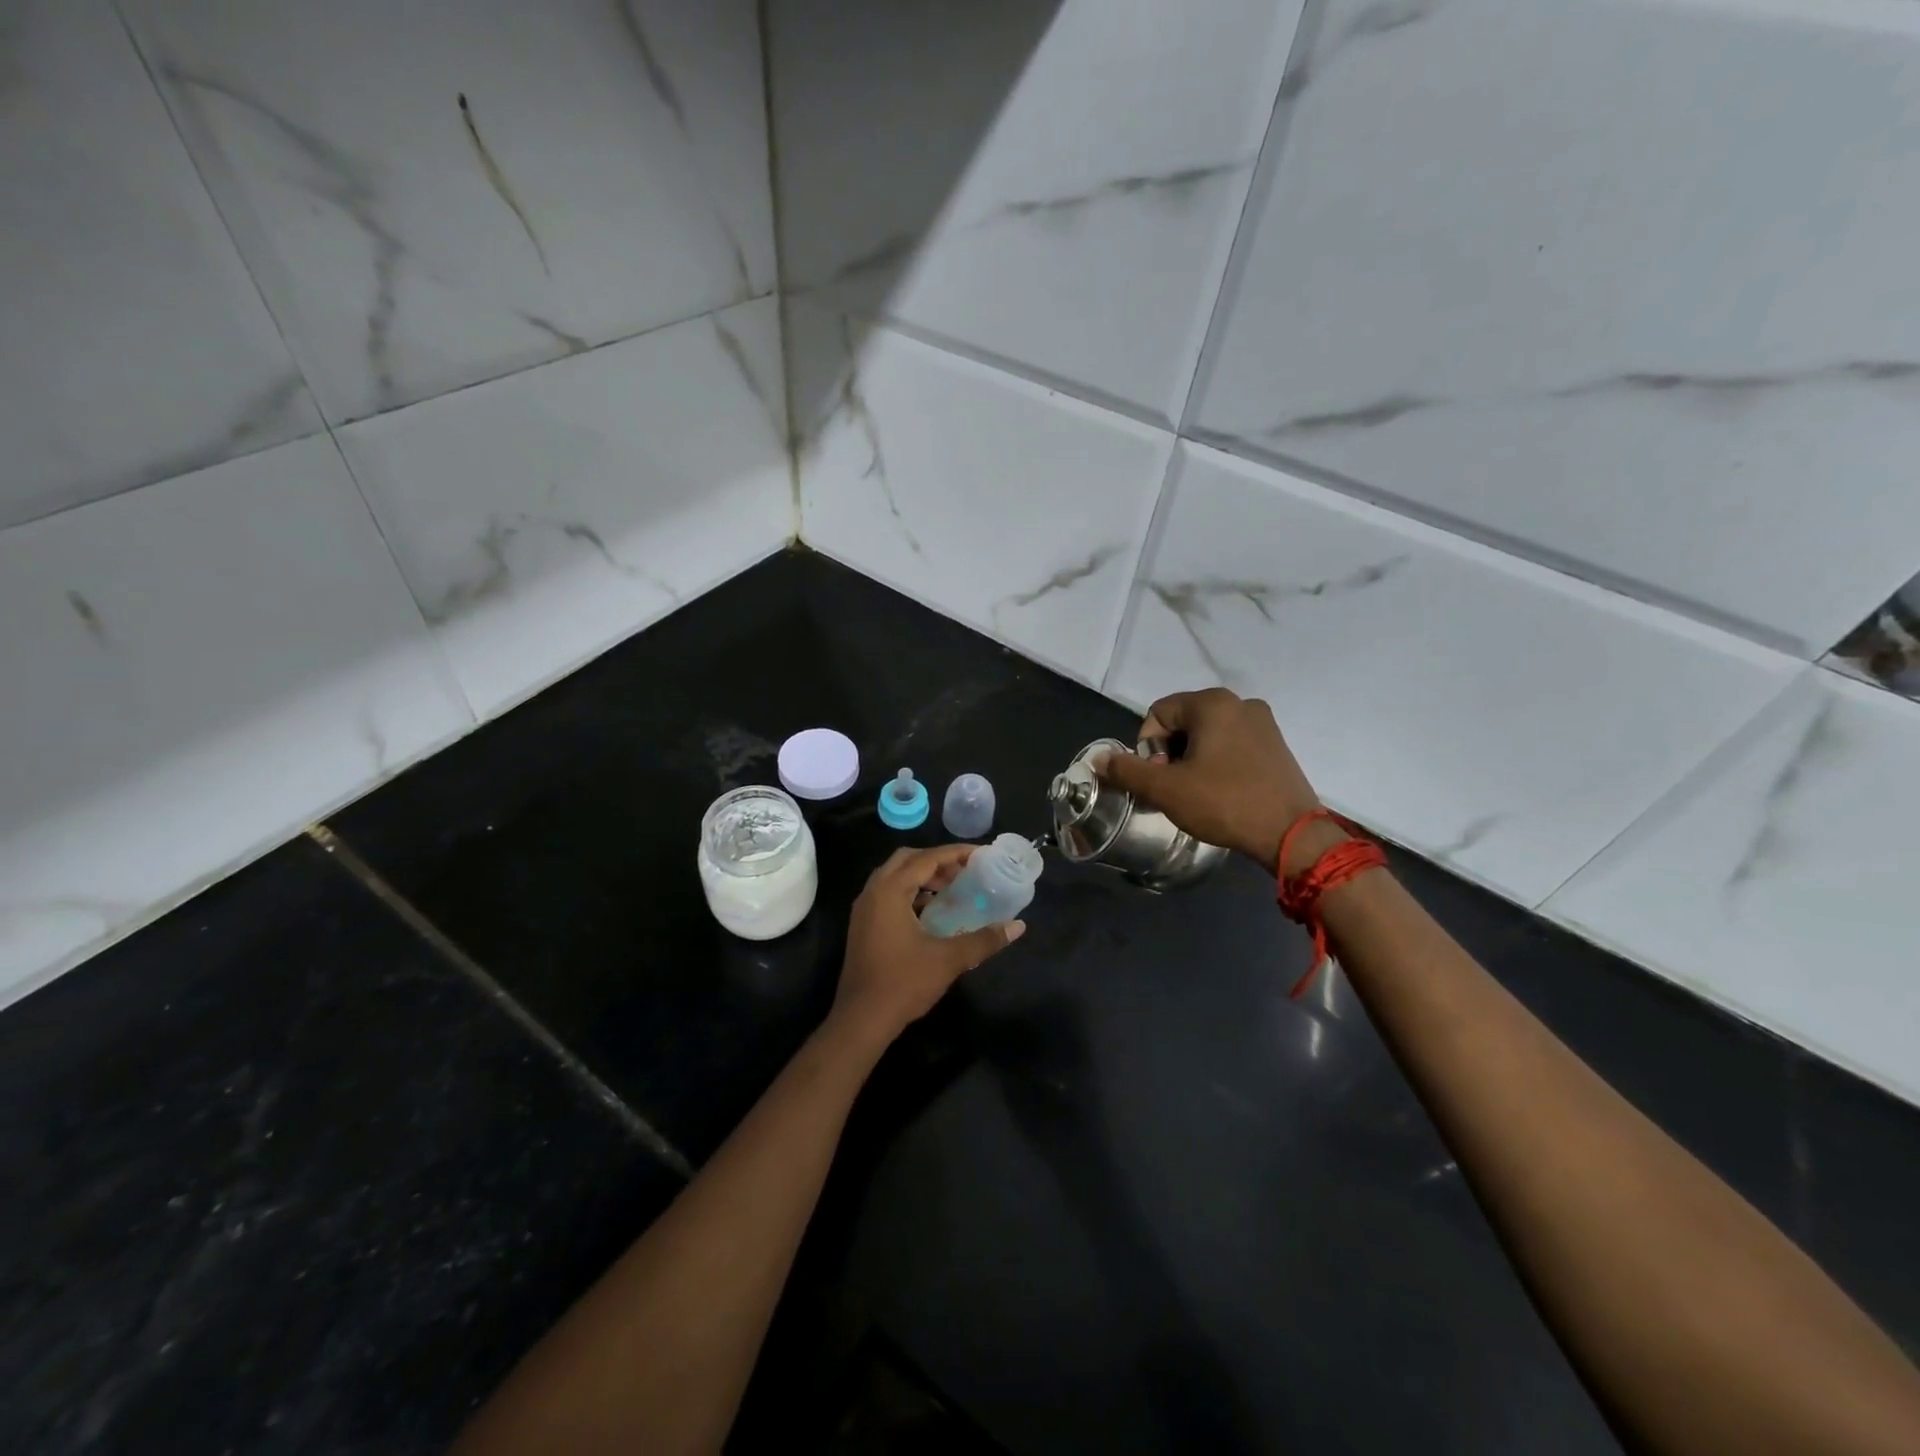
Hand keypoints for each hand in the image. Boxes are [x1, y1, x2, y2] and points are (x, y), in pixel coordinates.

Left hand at [828, 845, 1025, 1054]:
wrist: (861, 1019)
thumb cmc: (904, 983)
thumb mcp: (949, 959)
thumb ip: (984, 939)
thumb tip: (1017, 926)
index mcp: (890, 891)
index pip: (926, 859)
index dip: (955, 853)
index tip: (980, 854)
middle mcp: (873, 892)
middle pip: (906, 860)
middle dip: (936, 861)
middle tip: (964, 871)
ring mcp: (864, 910)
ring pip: (895, 877)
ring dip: (922, 877)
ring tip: (952, 889)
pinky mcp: (863, 926)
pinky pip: (888, 894)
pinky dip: (910, 893)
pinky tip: (932, 912)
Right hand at [1095, 687, 1323, 872]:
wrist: (1291, 834)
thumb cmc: (1224, 803)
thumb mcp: (1166, 789)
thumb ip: (1128, 770)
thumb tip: (1099, 759)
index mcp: (1212, 703)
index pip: (1158, 713)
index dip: (1148, 747)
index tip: (1160, 778)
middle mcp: (1240, 703)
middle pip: (1183, 721)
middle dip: (1170, 753)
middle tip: (1175, 788)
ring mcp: (1263, 723)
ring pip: (1208, 734)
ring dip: (1193, 759)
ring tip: (1197, 793)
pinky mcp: (1277, 745)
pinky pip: (1233, 744)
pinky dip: (1218, 763)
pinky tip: (1222, 791)